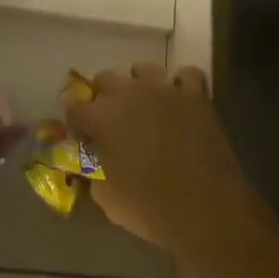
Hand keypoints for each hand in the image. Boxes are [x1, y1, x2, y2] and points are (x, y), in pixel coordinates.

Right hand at [65, 64, 250, 258]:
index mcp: (102, 118)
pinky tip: (180, 98)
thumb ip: (95, 173)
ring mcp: (164, 89)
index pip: (75, 106)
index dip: (74, 116)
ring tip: (144, 102)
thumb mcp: (108, 199)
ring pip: (144, 69)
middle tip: (110, 116)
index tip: (79, 127)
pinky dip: (182, 84)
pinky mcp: (194, 95)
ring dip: (139, 83)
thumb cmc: (149, 208)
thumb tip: (96, 164)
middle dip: (103, 95)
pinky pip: (187, 75)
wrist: (204, 206)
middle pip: (106, 78)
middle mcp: (129, 93)